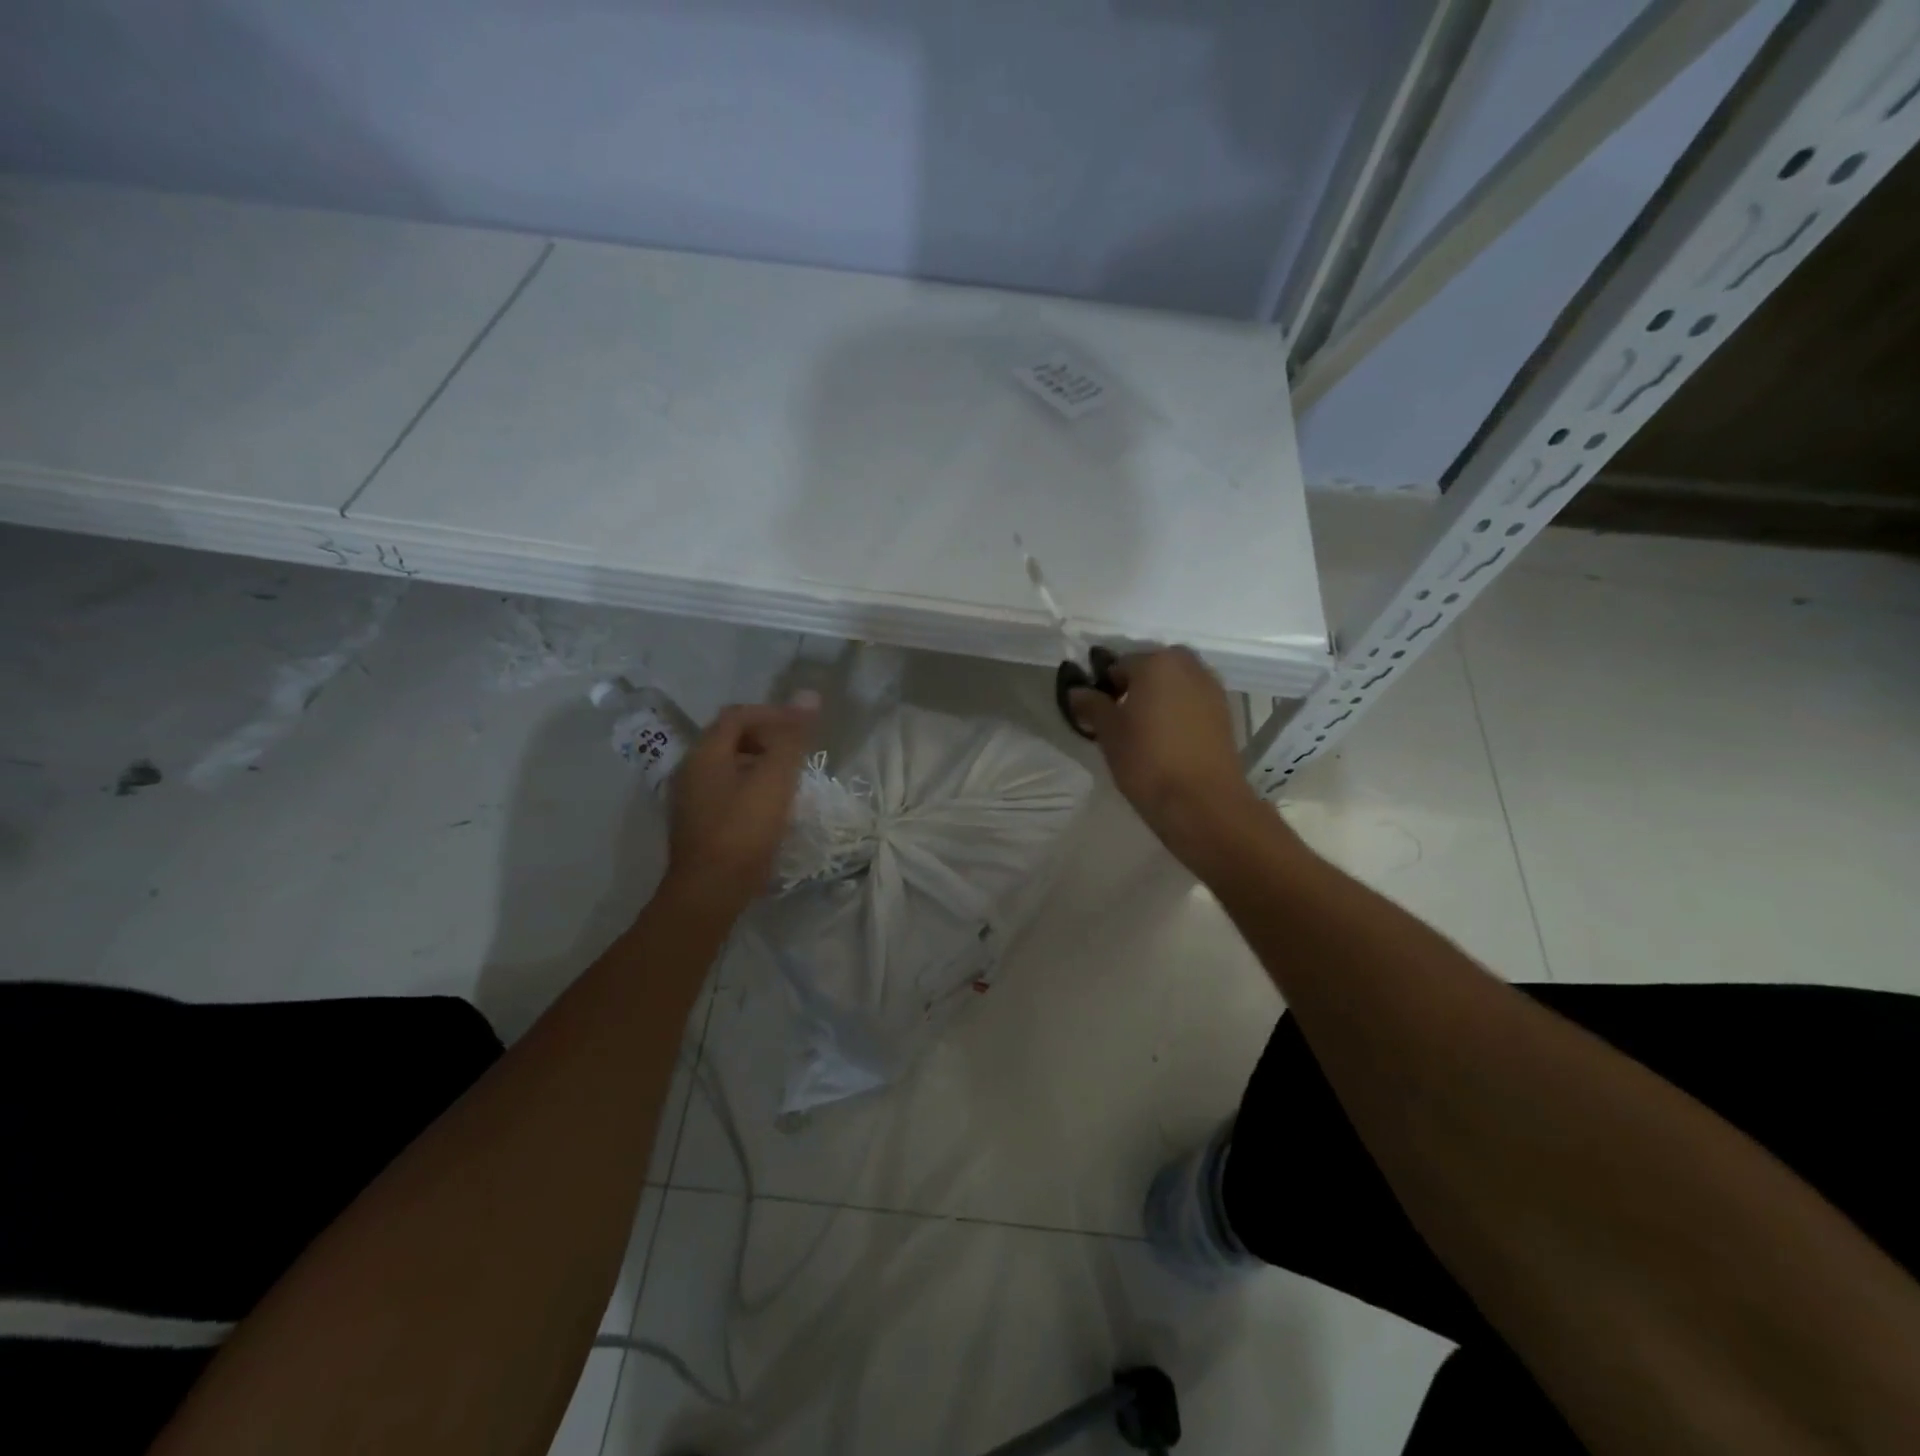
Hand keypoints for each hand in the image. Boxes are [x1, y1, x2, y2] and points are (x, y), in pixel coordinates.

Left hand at [663, 697, 817, 918]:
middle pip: (730, 738)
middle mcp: (690, 770)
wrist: (710, 892)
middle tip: (797, 750)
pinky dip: (749, 785)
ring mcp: (690, 799)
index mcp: (705, 753)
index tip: (802, 726)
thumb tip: (808, 695)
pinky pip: (725, 790)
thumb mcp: (775, 780)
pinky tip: (769, 805)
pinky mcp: (697, 824)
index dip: (772, 713)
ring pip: (728, 766)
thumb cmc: (744, 831)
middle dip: (766, 737)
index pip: (737, 715)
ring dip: (759, 763)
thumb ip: (792, 738)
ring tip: (789, 777)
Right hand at [1067, 648, 1263, 864]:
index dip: (1104, 687)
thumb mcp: (1109, 733)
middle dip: (1135, 687)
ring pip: (1176, 684)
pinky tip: (1168, 739)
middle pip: (1152, 668)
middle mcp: (1188, 666)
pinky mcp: (1226, 712)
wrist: (1203, 802)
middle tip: (1121, 719)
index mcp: (1156, 662)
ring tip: (1144, 731)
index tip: (1097, 712)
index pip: (1119, 664)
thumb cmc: (1147, 761)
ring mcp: (1212, 688)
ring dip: (1159, 698)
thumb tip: (1077, 690)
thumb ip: (1092, 705)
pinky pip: (1193, 701)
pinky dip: (1179, 711)